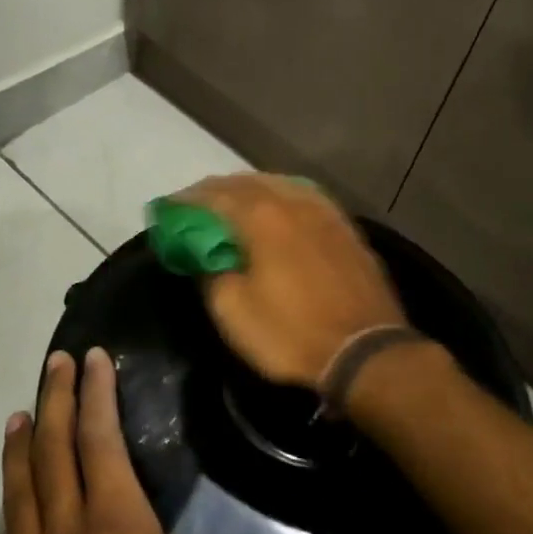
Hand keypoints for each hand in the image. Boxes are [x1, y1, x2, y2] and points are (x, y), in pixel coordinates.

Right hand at [174, 174, 406, 389]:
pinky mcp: (345, 227)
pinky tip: (280, 209)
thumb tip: (207, 256)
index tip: (167, 210)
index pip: (214, 195)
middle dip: (217, 190)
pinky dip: (283, 198)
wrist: (365, 351)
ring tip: (234, 203)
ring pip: (280, 185)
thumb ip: (212, 273)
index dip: (186, 201)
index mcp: (261, 217)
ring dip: (251, 190)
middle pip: (247, 183)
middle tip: (196, 205)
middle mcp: (293, 202)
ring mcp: (324, 211)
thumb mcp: (234, 312)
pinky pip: (305, 198)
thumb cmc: (292, 334)